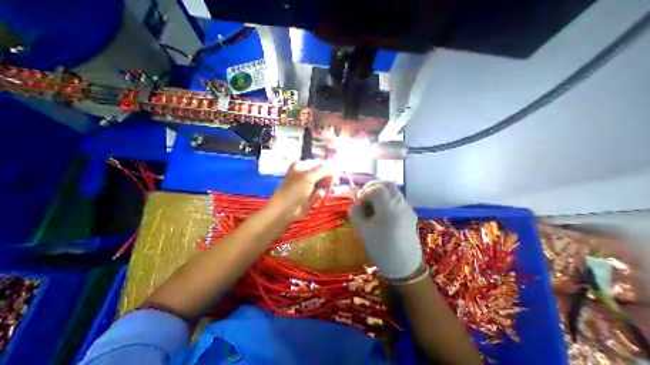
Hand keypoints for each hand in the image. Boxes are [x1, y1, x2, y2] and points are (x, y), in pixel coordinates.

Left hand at [267, 161, 331, 222]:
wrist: (285, 211)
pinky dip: (320, 194)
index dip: (328, 166)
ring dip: (325, 186)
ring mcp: (308, 186)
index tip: (337, 170)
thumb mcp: (308, 177)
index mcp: (301, 166)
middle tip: (336, 181)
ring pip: (322, 183)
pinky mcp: (311, 196)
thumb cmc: (294, 190)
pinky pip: (320, 192)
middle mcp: (305, 174)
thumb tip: (334, 165)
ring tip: (328, 189)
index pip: (318, 163)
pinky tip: (317, 197)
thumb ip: (322, 170)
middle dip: (328, 177)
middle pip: (321, 173)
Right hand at [351, 180, 421, 278]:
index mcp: (388, 208)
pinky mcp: (410, 212)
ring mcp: (407, 207)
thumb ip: (356, 212)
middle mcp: (400, 204)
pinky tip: (381, 210)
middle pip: (387, 184)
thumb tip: (355, 202)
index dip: (365, 192)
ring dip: (380, 191)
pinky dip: (387, 197)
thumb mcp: (363, 230)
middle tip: (364, 196)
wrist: (405, 266)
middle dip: (373, 186)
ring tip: (372, 203)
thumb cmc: (381, 249)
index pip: (376, 188)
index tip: (359, 202)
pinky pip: (397, 198)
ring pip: (393, 190)